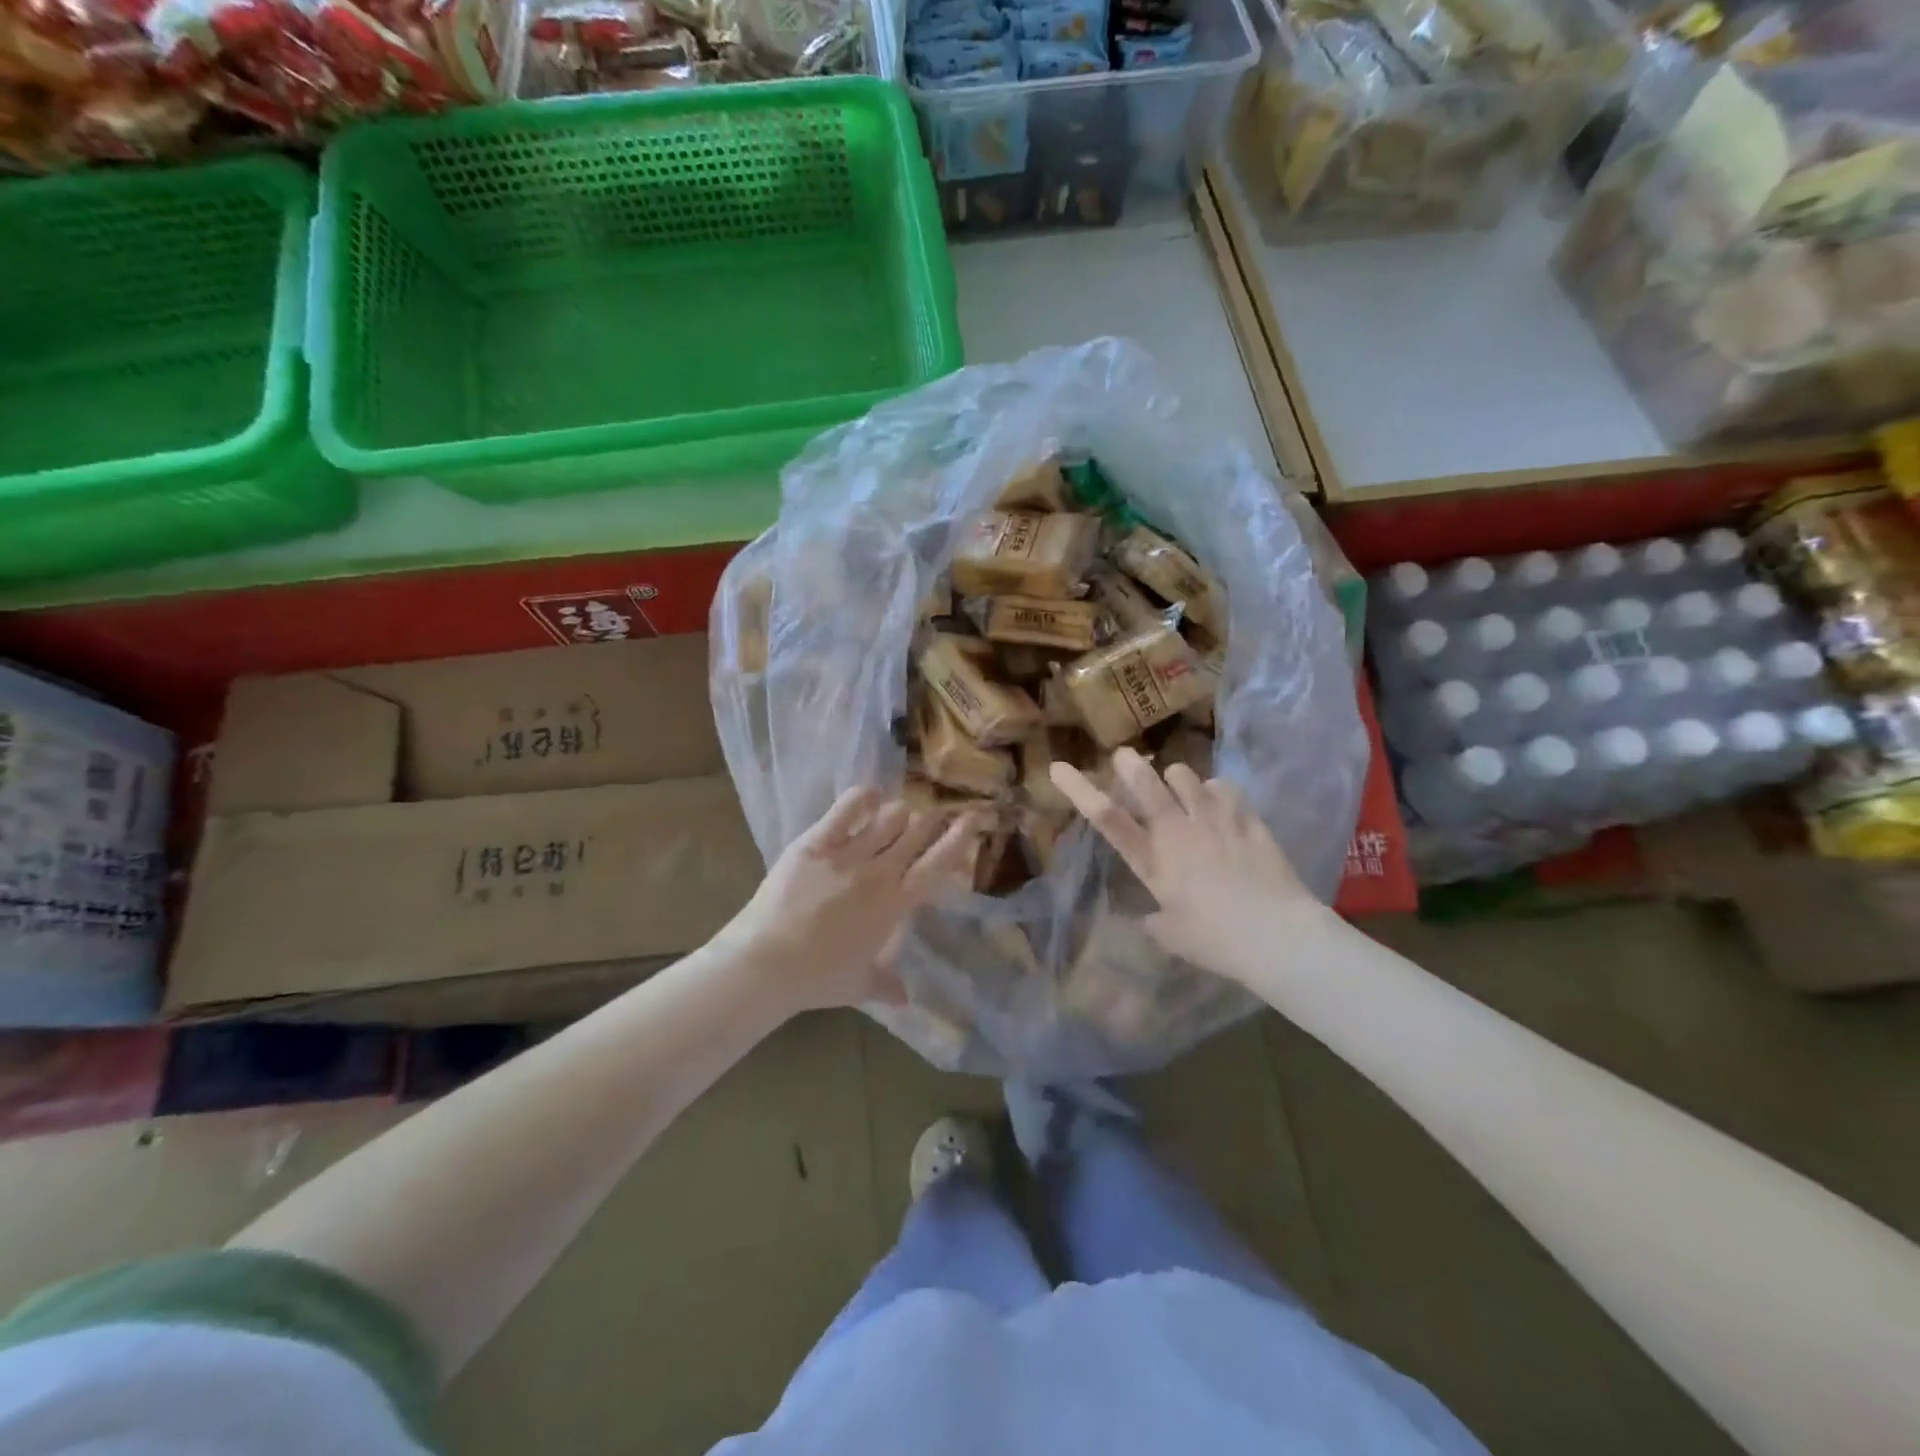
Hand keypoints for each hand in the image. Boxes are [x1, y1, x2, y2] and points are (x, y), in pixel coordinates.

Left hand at [717, 787, 984, 1013]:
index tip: (971, 820)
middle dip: (929, 820)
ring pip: (888, 817)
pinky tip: (870, 796)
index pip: (937, 864)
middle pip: (916, 832)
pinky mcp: (816, 842)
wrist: (766, 964)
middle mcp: (879, 873)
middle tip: (930, 817)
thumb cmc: (817, 979)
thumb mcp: (860, 986)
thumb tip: (906, 999)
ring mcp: (848, 854)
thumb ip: (887, 985)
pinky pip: (847, 808)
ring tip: (896, 816)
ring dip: (898, 814)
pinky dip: (864, 798)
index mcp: (895, 905)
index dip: (958, 839)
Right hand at [1050, 748, 1330, 985]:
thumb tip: (1150, 913)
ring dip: (1176, 779)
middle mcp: (1178, 830)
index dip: (1079, 790)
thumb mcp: (1172, 936)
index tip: (1058, 767)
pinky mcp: (1246, 818)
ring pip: (1185, 775)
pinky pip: (1223, 787)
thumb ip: (1155, 918)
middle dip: (1130, 765)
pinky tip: (1219, 806)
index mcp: (1153, 860)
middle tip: (1124, 758)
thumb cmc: (1217, 941)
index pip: (1106, 818)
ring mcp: (1214, 819)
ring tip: (1181, 791)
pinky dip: (1214, 792)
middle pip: (1146, 782)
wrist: (1279, 936)